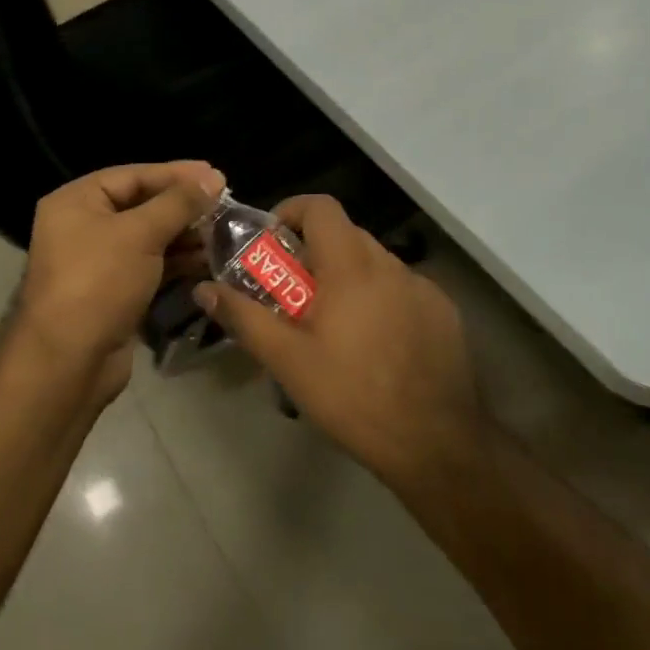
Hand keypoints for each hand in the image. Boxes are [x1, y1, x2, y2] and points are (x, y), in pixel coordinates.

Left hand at [12, 162, 225, 404]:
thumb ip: (178, 203)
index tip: (216, 175)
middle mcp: (83, 226)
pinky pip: (149, 266)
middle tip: (225, 205)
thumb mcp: (140, 234)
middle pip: (141, 205)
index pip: (133, 176)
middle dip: (183, 207)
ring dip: (184, 235)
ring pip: (148, 238)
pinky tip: (207, 260)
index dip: (176, 174)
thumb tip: (213, 177)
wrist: (69, 361)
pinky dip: (176, 261)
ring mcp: (97, 262)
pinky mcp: (113, 292)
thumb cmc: (99, 282)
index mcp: (76, 201)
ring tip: (224, 233)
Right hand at [194, 195, 484, 489]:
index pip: (320, 206)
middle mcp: (390, 265)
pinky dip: (379, 299)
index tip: (272, 244)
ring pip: (374, 263)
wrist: (437, 443)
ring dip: (347, 278)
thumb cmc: (354, 397)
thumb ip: (245, 318)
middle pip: (345, 234)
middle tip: (292, 295)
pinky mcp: (444, 312)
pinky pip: (402, 288)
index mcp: (351, 267)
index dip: (291, 212)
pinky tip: (374, 344)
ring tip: (332, 326)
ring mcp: (423, 288)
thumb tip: (205, 289)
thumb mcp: (288, 361)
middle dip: (313, 253)